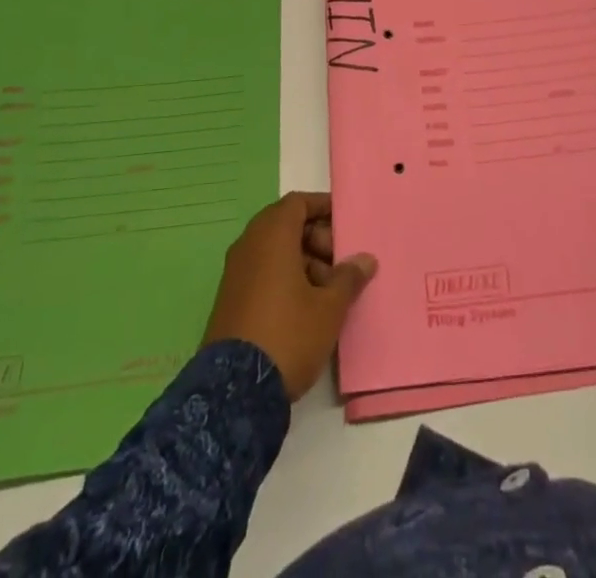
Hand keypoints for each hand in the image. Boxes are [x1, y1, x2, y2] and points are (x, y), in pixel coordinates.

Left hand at [202, 191, 377, 399]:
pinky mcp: (230, 299)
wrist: (234, 392)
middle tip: (340, 264)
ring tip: (329, 292)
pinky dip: (285, 278)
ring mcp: (236, 273)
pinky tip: (306, 308)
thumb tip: (365, 259)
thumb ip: (348, 278)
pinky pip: (262, 272)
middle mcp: (249, 245)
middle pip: (286, 225)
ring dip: (304, 261)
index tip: (345, 223)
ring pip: (275, 251)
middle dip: (317, 239)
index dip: (323, 208)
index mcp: (272, 235)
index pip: (298, 202)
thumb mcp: (329, 308)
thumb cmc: (288, 334)